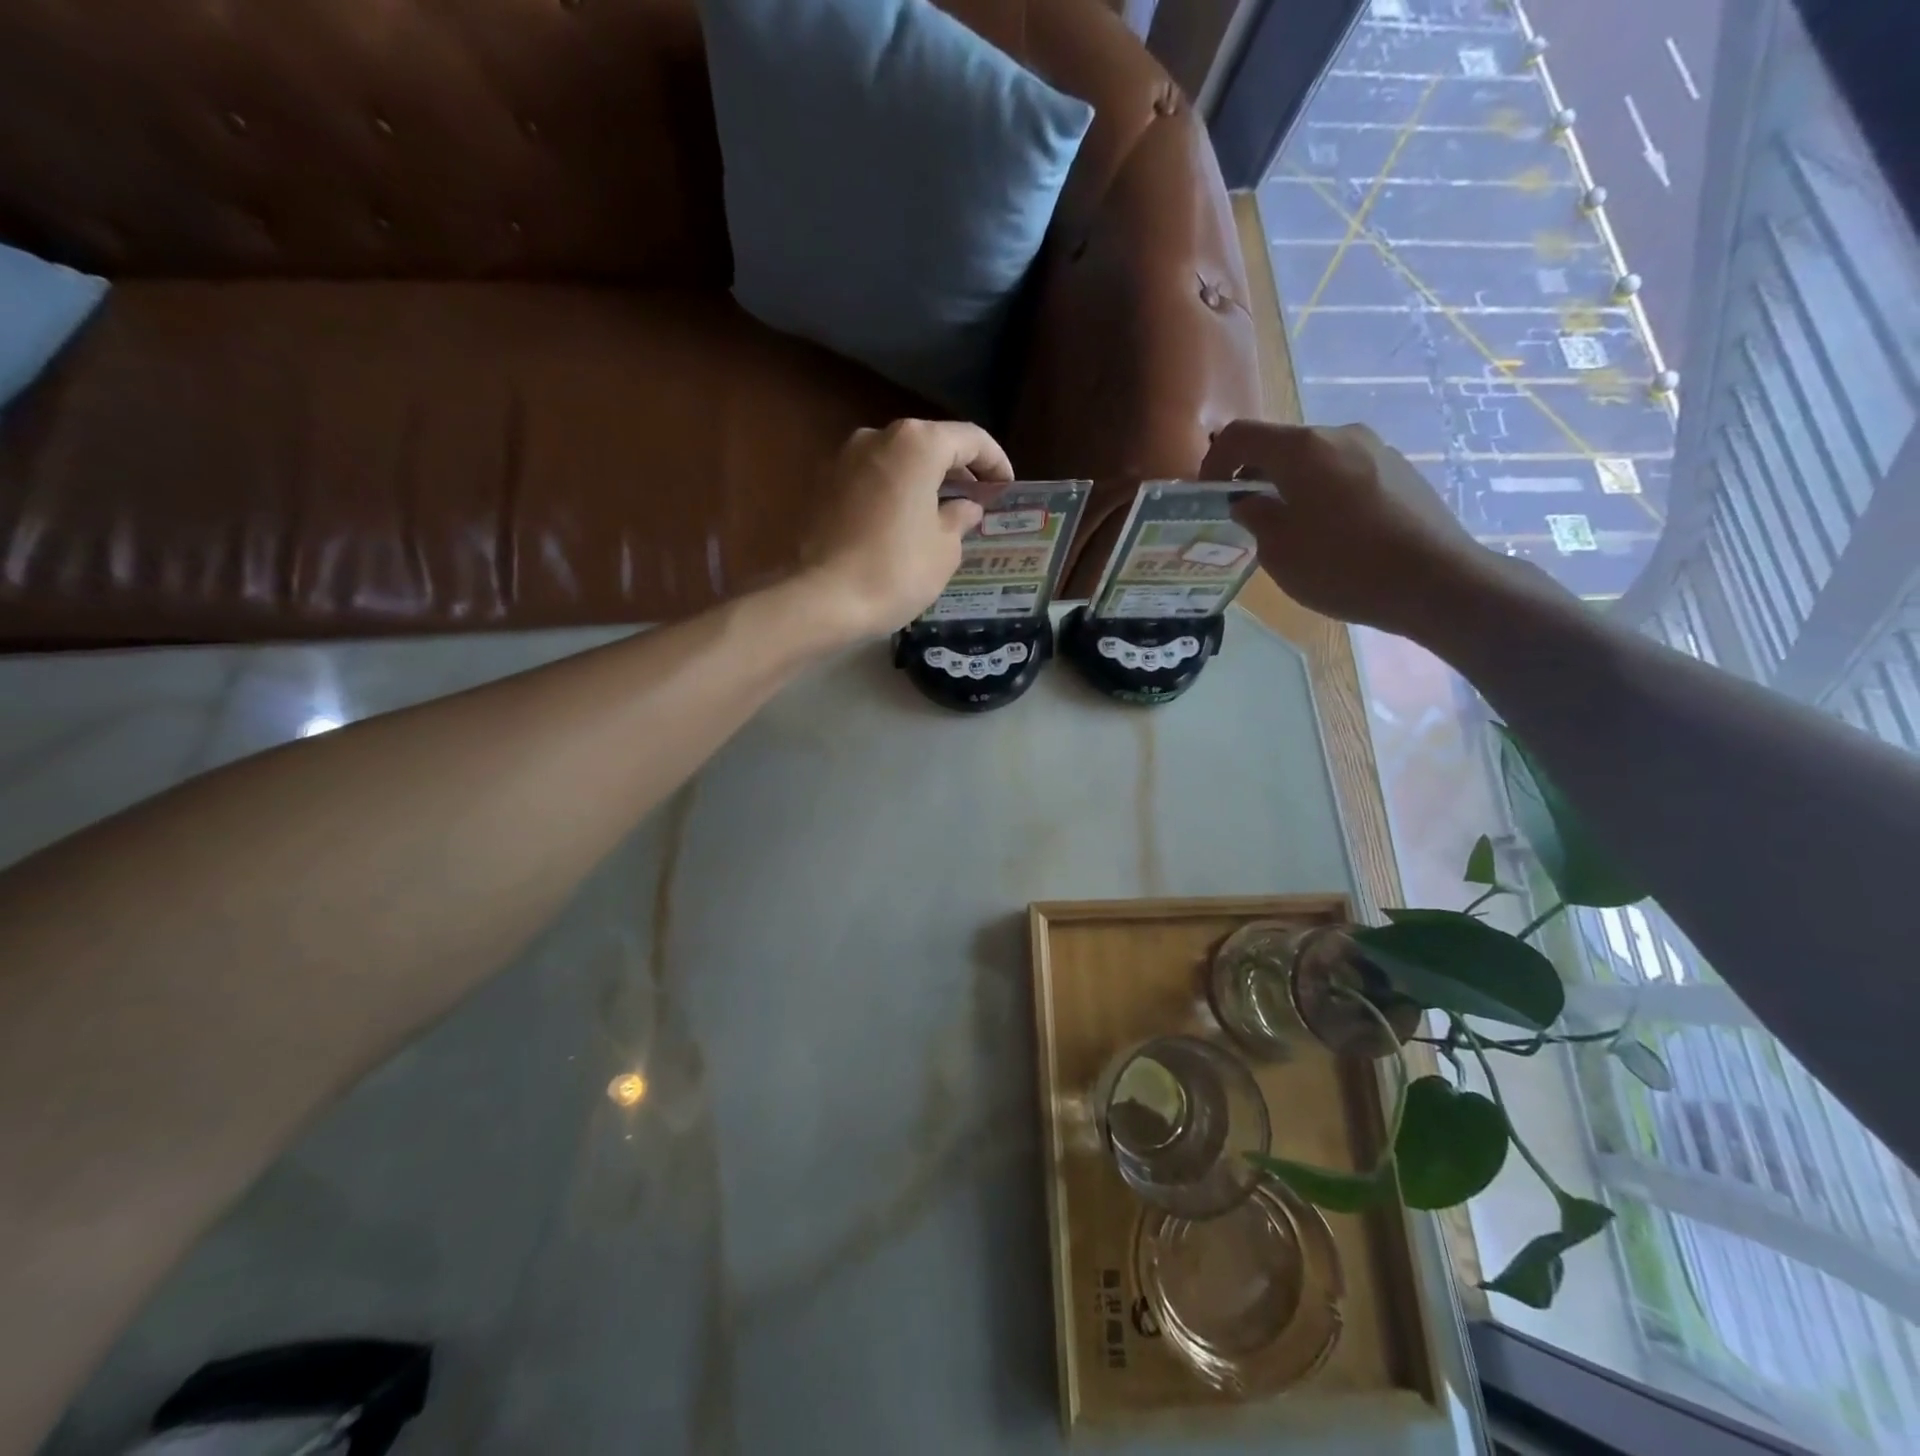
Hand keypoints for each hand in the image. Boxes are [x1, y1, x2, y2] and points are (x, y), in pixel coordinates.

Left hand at [796, 419, 1010, 638]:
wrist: (820, 598)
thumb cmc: (895, 570)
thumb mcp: (944, 549)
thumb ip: (959, 518)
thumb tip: (964, 508)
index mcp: (916, 444)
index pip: (969, 439)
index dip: (995, 462)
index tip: (1006, 487)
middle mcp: (877, 437)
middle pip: (929, 444)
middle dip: (957, 470)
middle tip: (978, 499)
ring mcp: (843, 458)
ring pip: (897, 461)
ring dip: (923, 481)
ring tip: (942, 513)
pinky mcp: (822, 485)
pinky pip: (871, 480)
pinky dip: (894, 493)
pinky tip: (904, 523)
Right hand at [1203, 420, 1510, 639]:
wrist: (1436, 581)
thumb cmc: (1343, 566)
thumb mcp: (1279, 550)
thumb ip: (1255, 517)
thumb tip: (1247, 501)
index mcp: (1303, 449)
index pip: (1241, 435)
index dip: (1214, 462)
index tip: (1208, 496)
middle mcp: (1340, 435)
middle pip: (1282, 445)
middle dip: (1254, 476)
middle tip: (1244, 517)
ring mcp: (1376, 449)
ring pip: (1315, 459)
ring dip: (1290, 485)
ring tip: (1289, 528)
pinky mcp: (1401, 470)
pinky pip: (1345, 472)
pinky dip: (1323, 492)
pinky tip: (1331, 533)